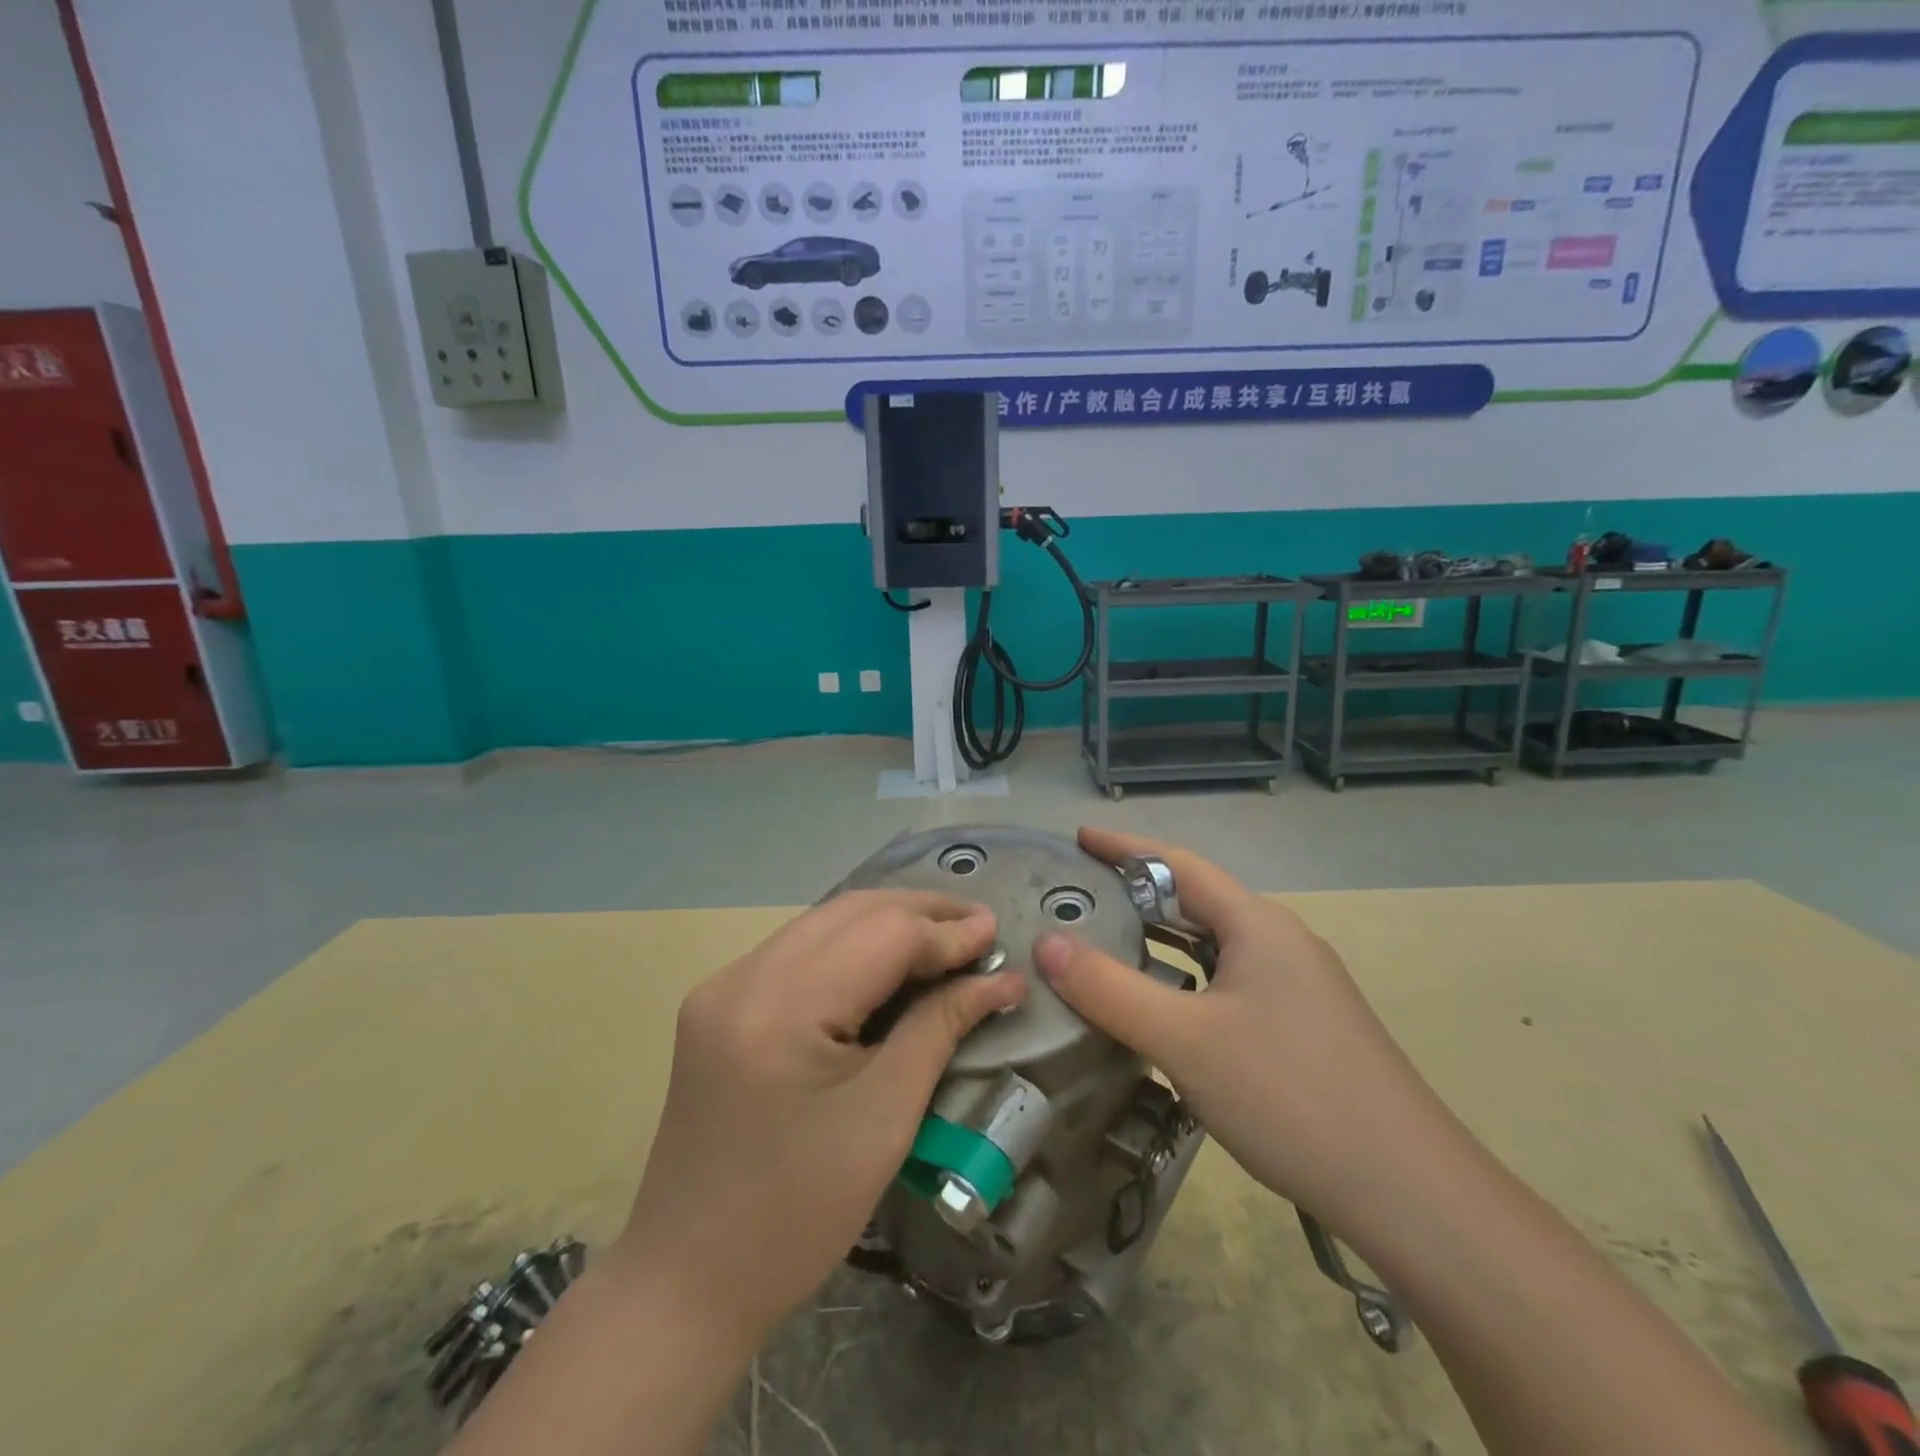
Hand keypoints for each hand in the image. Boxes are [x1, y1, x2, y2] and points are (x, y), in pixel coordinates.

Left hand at [618, 890, 1025, 1350]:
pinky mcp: (719, 1002)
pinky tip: (887, 962)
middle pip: (849, 912)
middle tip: (978, 927)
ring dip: (887, 922)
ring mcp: (723, 985)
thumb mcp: (885, 1119)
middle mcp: (743, 977)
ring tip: (945, 936)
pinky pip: (799, 949)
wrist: (686, 1279)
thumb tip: (1001, 979)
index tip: (998, 935)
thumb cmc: (797, 1214)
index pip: (881, 934)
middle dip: (920, 912)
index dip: (945, 932)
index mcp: (780, 1008)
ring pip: (823, 922)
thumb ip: (940, 1029)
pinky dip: (851, 945)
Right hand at [1034, 827, 1448, 1231]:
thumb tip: (1046, 943)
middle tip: (1080, 898)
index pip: (1179, 864)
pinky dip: (1185, 980)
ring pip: (1214, 947)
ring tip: (1107, 947)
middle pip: (1197, 902)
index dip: (1125, 847)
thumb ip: (1109, 989)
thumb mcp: (1185, 1040)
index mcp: (1258, 925)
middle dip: (1138, 895)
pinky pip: (1228, 983)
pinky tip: (1162, 1012)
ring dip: (1161, 941)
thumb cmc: (1290, 1096)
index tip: (1080, 838)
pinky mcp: (1303, 1028)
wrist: (1410, 1193)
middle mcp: (1280, 943)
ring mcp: (1298, 988)